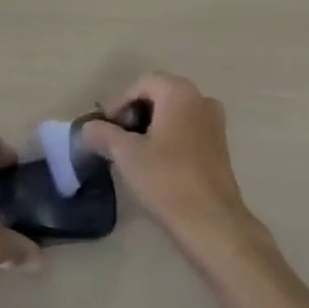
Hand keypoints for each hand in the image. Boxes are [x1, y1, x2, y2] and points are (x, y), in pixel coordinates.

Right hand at [80, 73, 266, 268]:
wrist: (212, 223)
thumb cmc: (167, 180)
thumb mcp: (127, 155)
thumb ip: (103, 134)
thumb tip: (87, 128)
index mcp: (179, 92)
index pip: (141, 84)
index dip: (119, 104)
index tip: (106, 130)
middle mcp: (201, 98)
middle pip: (158, 95)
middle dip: (135, 115)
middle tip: (117, 141)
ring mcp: (215, 122)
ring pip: (174, 113)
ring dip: (151, 127)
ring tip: (134, 154)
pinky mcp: (220, 146)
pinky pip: (188, 129)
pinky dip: (169, 137)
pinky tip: (158, 164)